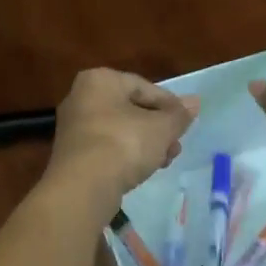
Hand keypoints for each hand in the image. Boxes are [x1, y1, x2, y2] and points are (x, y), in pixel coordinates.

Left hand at [46, 69, 198, 207]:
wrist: (83, 186)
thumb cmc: (124, 144)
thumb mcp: (161, 128)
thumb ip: (179, 115)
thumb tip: (194, 102)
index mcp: (100, 80)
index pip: (143, 86)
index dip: (169, 105)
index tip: (186, 123)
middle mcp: (80, 97)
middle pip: (131, 109)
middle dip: (158, 128)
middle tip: (176, 145)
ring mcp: (73, 127)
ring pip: (119, 130)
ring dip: (146, 144)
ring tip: (165, 161)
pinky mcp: (71, 153)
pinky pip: (106, 148)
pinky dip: (125, 156)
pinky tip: (143, 171)